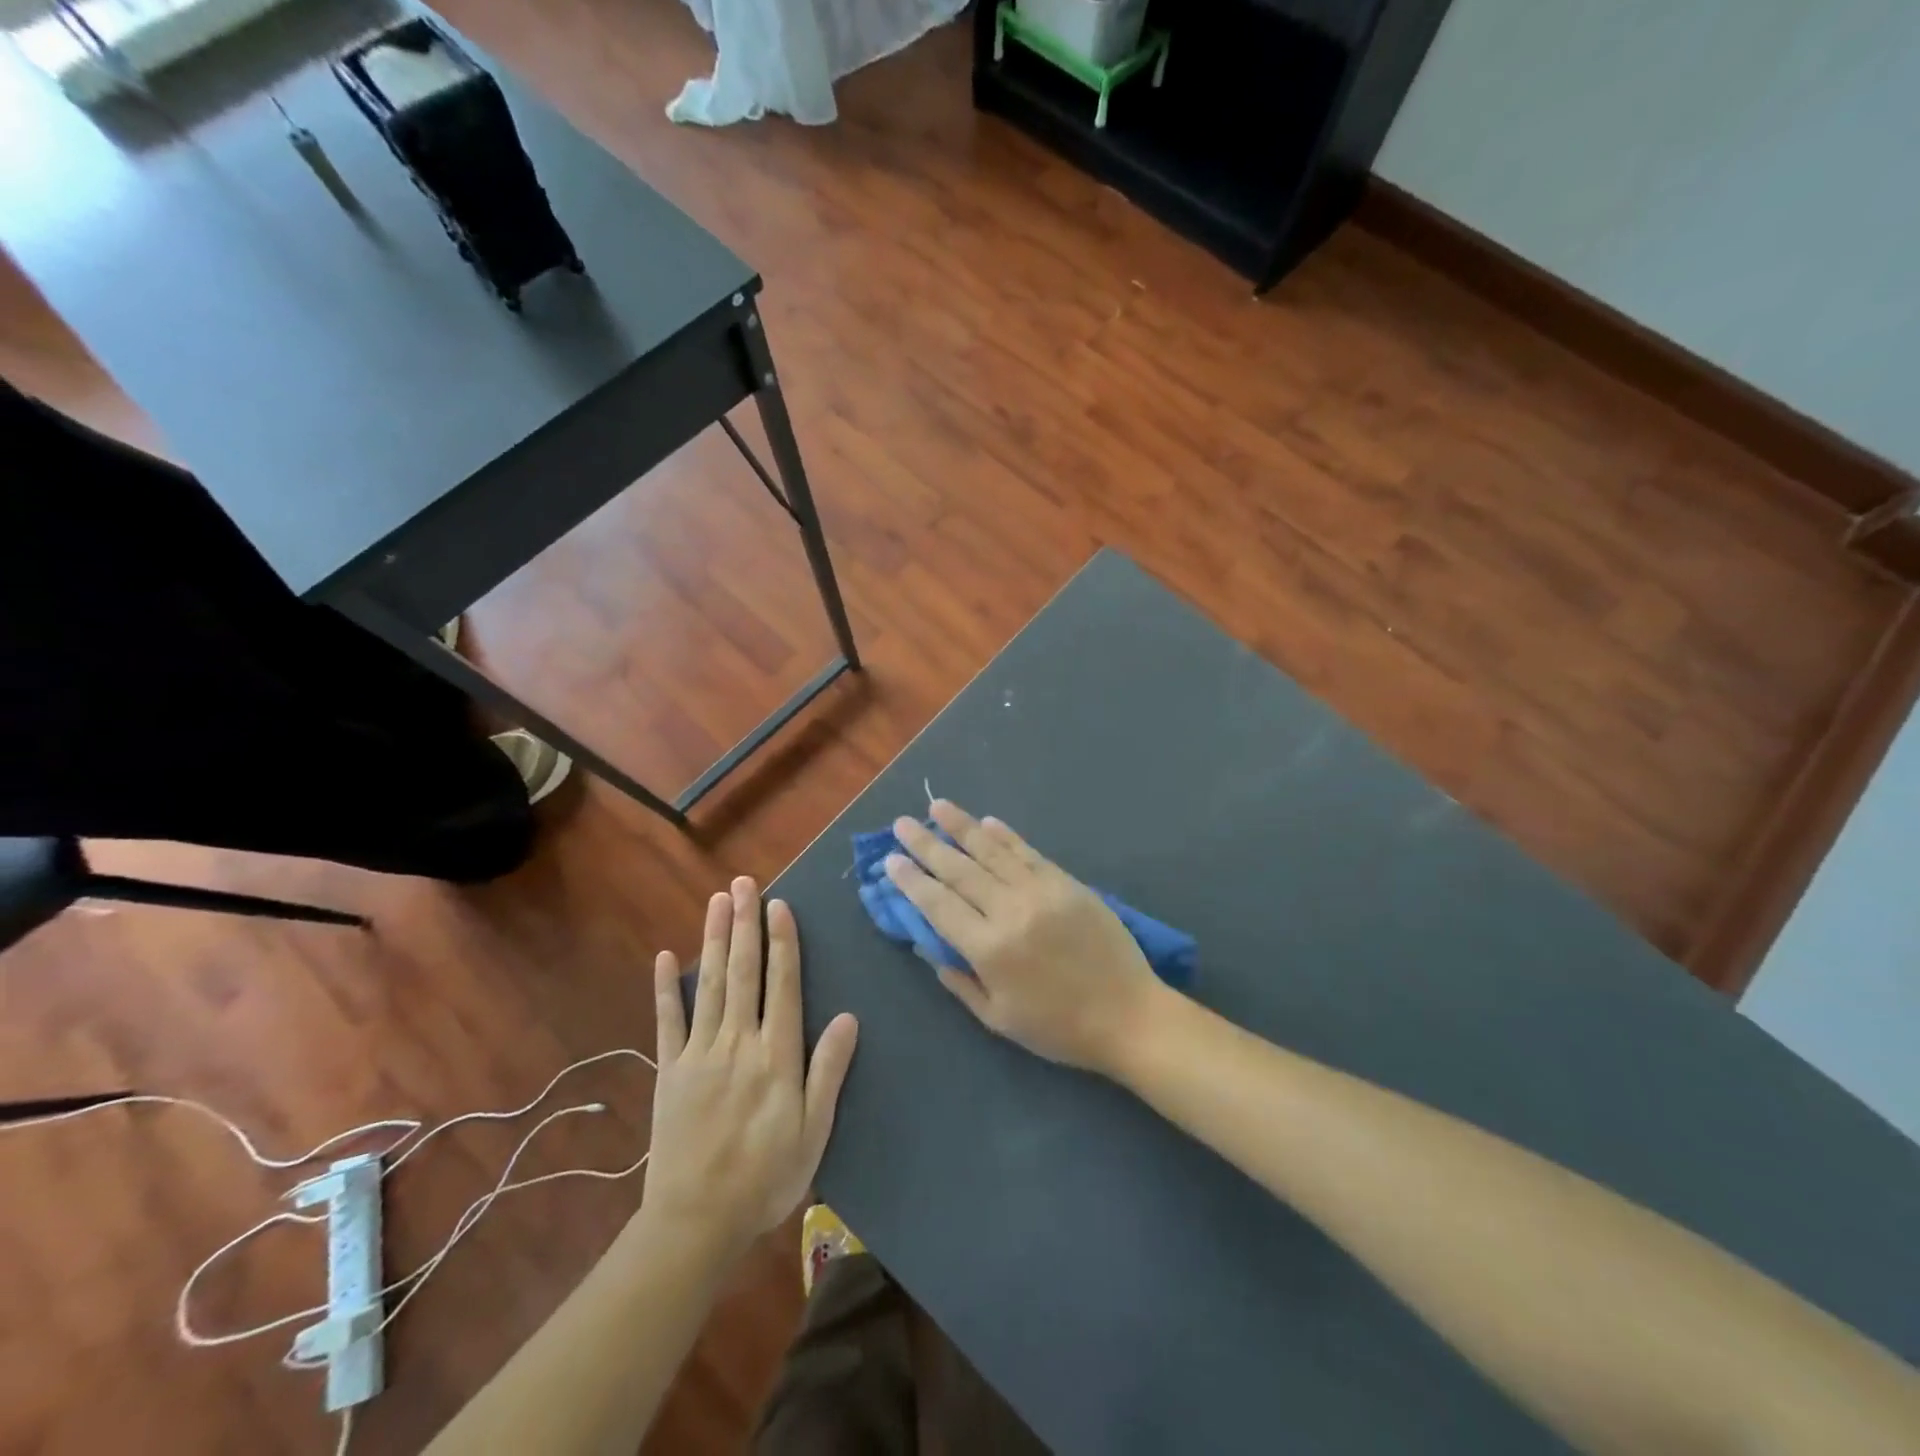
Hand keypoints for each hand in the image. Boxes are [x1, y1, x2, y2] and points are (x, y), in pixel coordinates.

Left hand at [637, 878, 858, 1267]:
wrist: (695, 1223)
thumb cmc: (765, 1178)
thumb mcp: (813, 1132)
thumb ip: (828, 1072)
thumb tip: (848, 1017)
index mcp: (776, 1056)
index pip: (782, 986)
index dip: (782, 943)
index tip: (779, 905)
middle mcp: (738, 1042)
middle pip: (743, 973)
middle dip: (745, 924)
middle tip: (745, 883)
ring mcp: (699, 1054)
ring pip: (709, 985)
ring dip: (713, 940)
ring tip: (718, 901)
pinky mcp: (669, 1071)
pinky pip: (667, 1022)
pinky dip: (666, 988)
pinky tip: (664, 957)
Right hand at [886, 802, 1166, 1074]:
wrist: (1128, 1015)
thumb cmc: (1058, 1027)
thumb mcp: (998, 1017)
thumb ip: (959, 980)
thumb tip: (928, 946)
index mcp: (988, 949)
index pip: (938, 904)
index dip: (911, 880)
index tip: (891, 859)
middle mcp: (1009, 911)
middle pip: (959, 870)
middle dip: (926, 845)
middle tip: (902, 823)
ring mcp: (1041, 892)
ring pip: (992, 851)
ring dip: (962, 826)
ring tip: (938, 807)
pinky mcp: (1067, 883)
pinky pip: (1028, 852)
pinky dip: (1006, 836)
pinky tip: (987, 821)